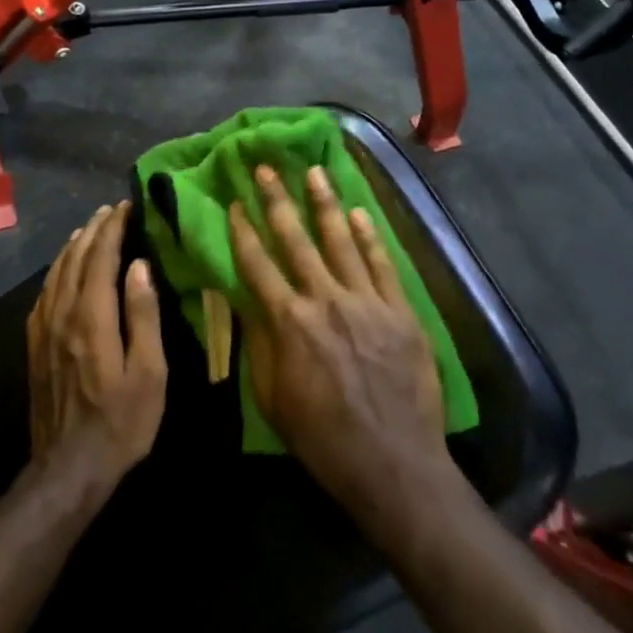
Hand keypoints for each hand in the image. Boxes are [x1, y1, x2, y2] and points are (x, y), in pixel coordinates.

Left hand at [25, 202, 166, 502]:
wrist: (68, 468)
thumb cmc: (121, 422)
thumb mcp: (149, 373)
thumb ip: (143, 315)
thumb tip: (139, 266)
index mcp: (92, 317)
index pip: (100, 257)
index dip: (113, 228)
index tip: (126, 206)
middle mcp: (62, 313)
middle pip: (75, 257)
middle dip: (94, 229)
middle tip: (111, 210)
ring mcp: (43, 328)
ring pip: (56, 271)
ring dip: (74, 244)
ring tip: (89, 228)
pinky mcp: (34, 343)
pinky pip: (45, 291)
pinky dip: (57, 269)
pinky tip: (64, 268)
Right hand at [230, 166, 453, 528]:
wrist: (394, 464)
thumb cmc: (323, 438)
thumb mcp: (272, 397)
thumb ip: (259, 344)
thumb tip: (246, 301)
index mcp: (289, 321)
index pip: (257, 264)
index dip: (242, 231)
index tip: (233, 203)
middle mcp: (325, 299)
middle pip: (296, 239)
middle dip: (276, 201)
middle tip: (266, 167)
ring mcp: (367, 301)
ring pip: (341, 240)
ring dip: (325, 203)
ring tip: (314, 171)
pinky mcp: (400, 311)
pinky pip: (382, 263)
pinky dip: (370, 235)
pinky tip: (359, 212)